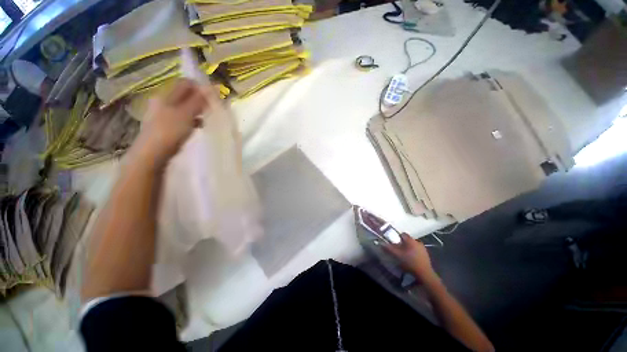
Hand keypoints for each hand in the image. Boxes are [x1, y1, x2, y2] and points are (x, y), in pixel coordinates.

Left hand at [130, 79, 207, 169]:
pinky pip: (182, 118)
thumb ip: (199, 100)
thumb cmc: (169, 131)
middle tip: (212, 108)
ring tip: (207, 118)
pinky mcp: (166, 126)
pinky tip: (198, 127)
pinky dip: (192, 120)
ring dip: (197, 110)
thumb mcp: (186, 113)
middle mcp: (163, 101)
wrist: (152, 153)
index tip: (214, 97)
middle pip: (185, 95)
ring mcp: (163, 114)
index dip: (201, 87)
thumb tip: (213, 87)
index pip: (185, 83)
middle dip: (200, 100)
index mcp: (166, 95)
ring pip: (184, 107)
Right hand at [385, 233, 437, 283]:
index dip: (398, 238)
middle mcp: (417, 242)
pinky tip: (412, 259)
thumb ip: (389, 249)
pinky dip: (414, 252)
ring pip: (413, 245)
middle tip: (399, 250)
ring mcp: (423, 248)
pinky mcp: (426, 254)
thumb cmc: (409, 262)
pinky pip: (418, 250)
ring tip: (405, 255)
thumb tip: (381, 243)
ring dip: (409, 248)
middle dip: (403, 244)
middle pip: (408, 240)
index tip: (395, 243)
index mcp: (410, 240)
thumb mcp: (397, 255)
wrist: (424, 273)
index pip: (403, 234)